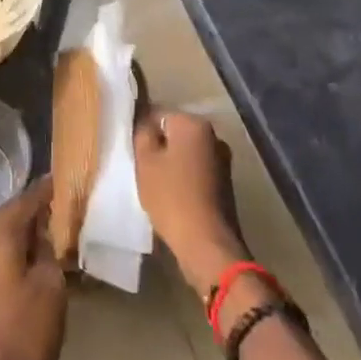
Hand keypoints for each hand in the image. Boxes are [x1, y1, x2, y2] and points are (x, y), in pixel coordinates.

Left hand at [0, 177, 66, 359]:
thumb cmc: (25, 336)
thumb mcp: (51, 289)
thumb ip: (52, 252)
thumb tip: (51, 230)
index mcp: (2, 239)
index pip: (25, 200)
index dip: (46, 188)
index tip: (67, 176)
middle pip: (13, 215)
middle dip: (37, 205)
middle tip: (65, 199)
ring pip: (9, 236)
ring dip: (31, 228)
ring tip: (60, 226)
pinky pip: (8, 256)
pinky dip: (26, 249)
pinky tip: (45, 259)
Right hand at [134, 110, 247, 296]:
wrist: (207, 244)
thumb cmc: (171, 197)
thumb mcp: (145, 161)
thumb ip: (143, 133)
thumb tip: (145, 120)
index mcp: (194, 123)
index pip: (159, 115)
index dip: (143, 132)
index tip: (135, 153)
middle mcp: (213, 135)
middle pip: (175, 133)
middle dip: (160, 147)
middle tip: (143, 169)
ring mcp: (223, 160)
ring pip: (187, 153)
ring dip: (173, 164)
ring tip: (157, 186)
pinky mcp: (226, 183)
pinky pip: (197, 171)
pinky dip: (185, 179)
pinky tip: (174, 197)